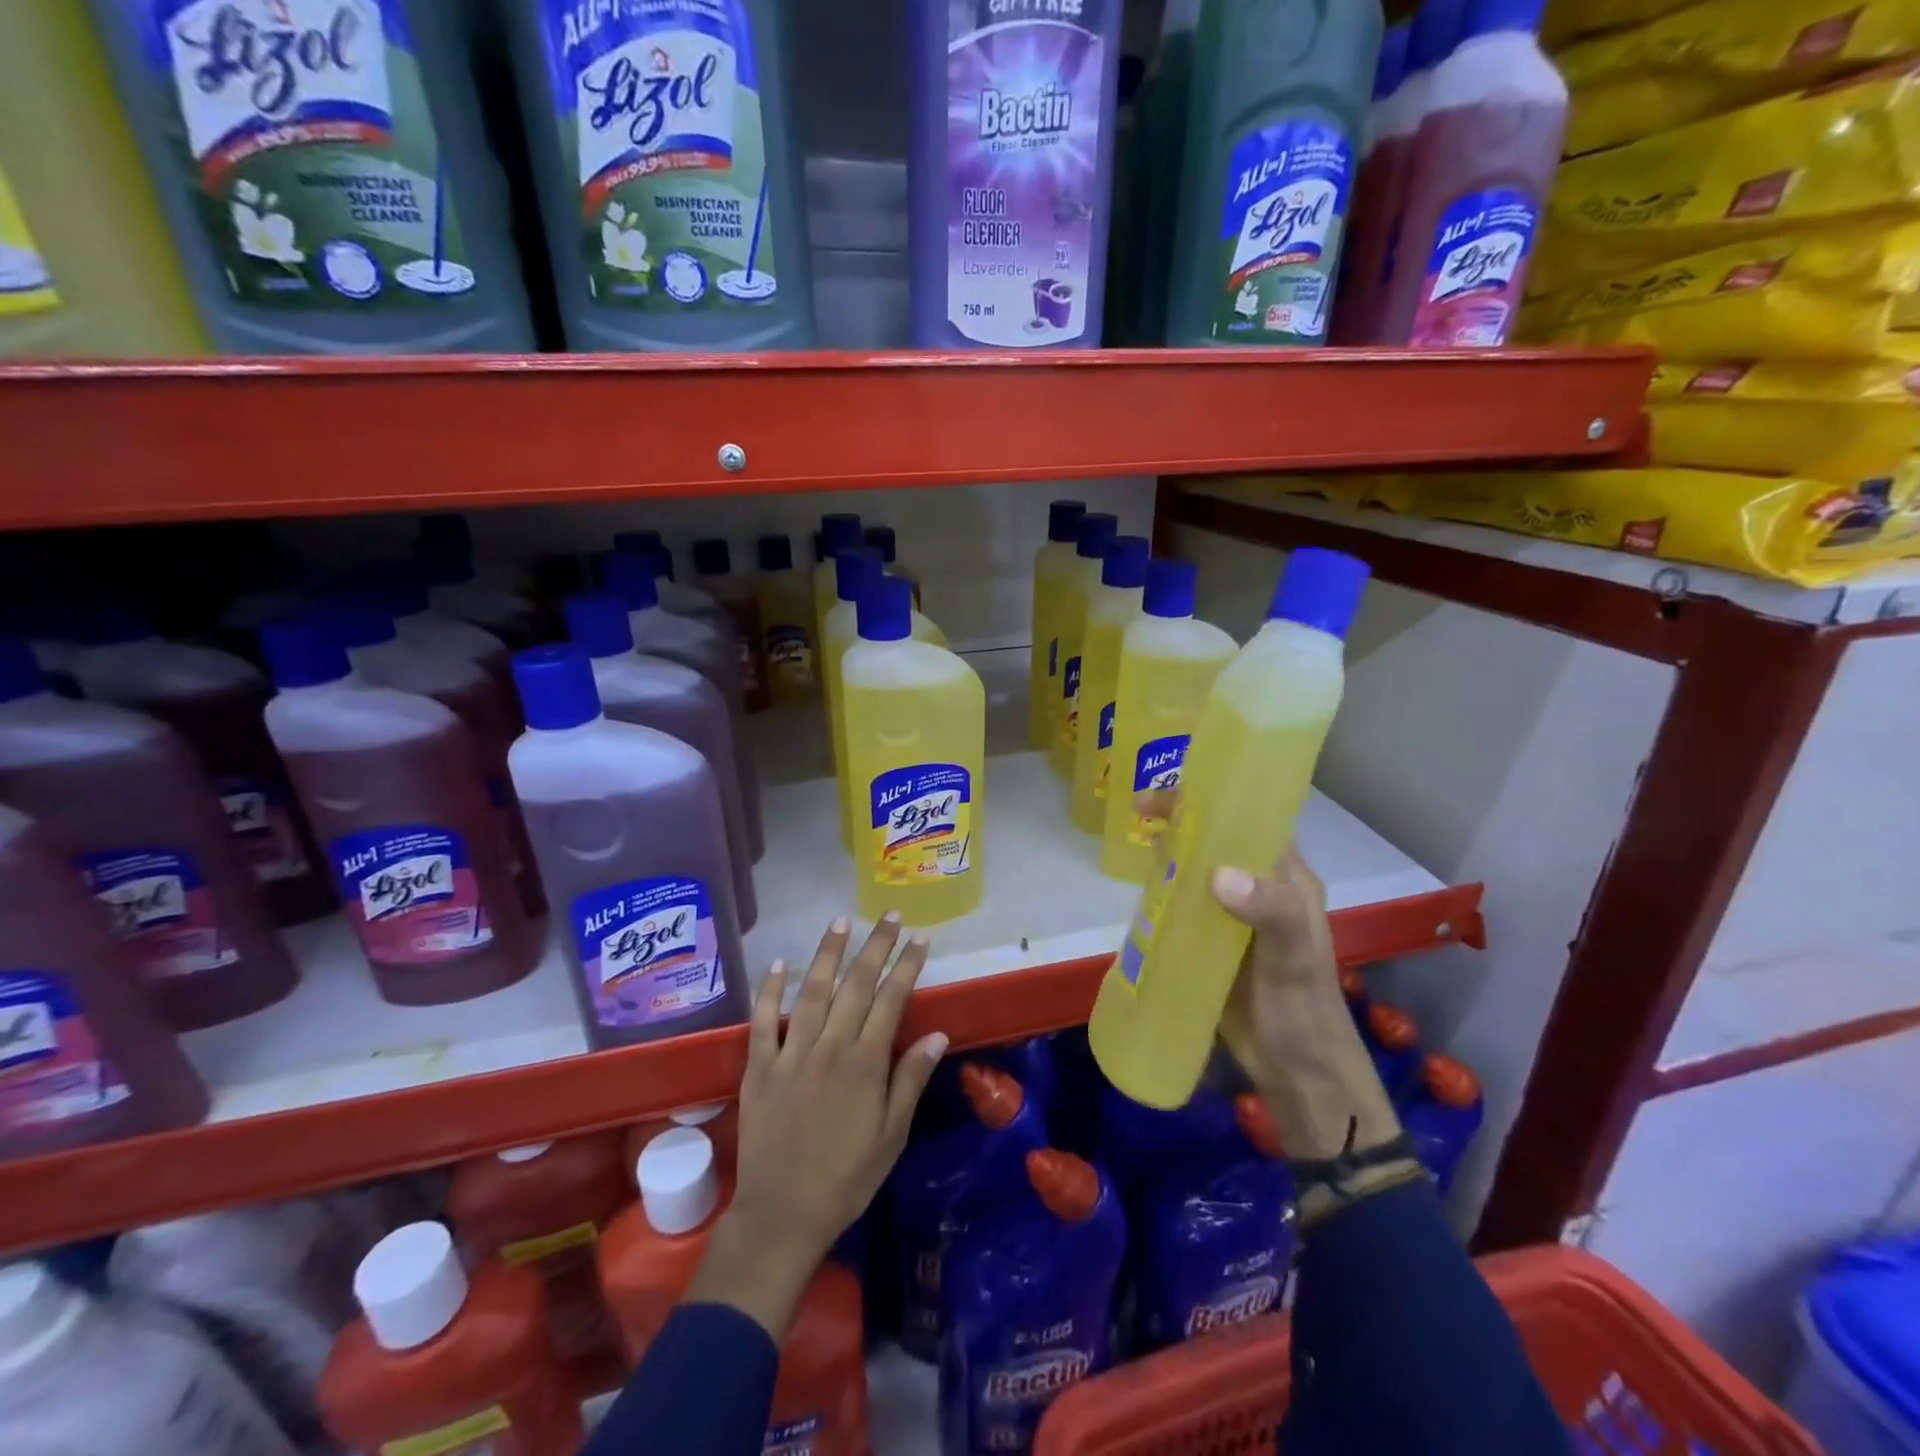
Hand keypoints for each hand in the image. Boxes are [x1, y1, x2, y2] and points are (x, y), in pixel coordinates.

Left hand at [688, 915, 947, 1339]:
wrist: (782, 1215)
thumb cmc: (846, 1179)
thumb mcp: (891, 1136)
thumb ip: (910, 1080)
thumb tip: (937, 1034)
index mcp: (864, 1063)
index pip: (891, 1000)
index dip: (906, 966)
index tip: (920, 938)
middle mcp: (829, 1047)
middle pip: (856, 985)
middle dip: (875, 946)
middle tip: (888, 916)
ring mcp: (791, 1053)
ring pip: (811, 991)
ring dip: (828, 953)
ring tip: (840, 921)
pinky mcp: (759, 1066)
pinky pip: (763, 1019)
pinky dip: (770, 989)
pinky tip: (780, 963)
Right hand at [1133, 790, 1399, 1163]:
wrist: (1294, 1071)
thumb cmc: (1301, 1008)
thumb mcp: (1293, 956)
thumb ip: (1271, 911)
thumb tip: (1218, 875)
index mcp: (1286, 877)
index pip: (1251, 819)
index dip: (1216, 797)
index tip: (1173, 792)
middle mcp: (1259, 885)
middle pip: (1217, 838)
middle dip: (1182, 819)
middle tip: (1139, 812)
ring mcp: (1231, 912)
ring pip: (1195, 867)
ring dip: (1168, 852)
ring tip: (1132, 841)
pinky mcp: (1209, 938)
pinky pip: (1182, 900)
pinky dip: (1161, 887)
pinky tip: (1138, 887)